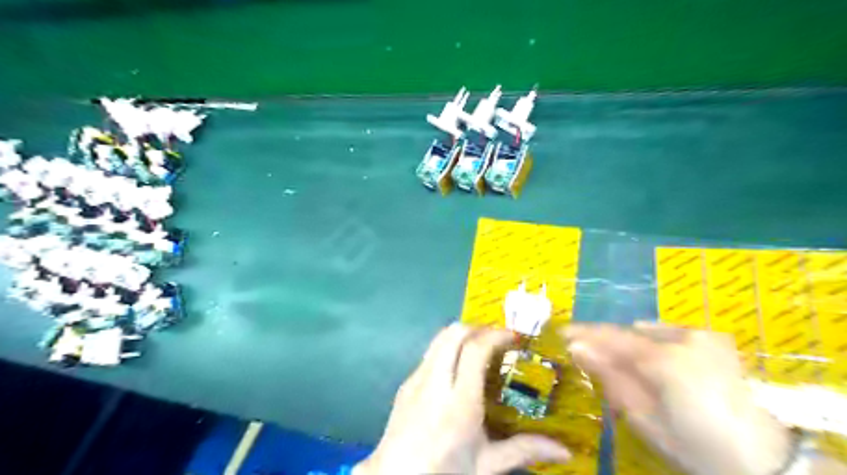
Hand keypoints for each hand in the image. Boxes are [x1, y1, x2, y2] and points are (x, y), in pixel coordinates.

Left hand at [356, 322, 571, 474]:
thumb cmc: (444, 473)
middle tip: (497, 338)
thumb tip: (564, 451)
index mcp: (459, 402)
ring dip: (461, 335)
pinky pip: (429, 354)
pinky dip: (446, 349)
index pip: (475, 350)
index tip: (514, 336)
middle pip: (453, 334)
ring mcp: (416, 380)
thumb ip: (523, 451)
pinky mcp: (405, 384)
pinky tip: (456, 369)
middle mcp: (435, 383)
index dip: (496, 335)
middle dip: (478, 327)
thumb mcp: (486, 466)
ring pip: (438, 339)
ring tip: (480, 347)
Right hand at [562, 323, 793, 473]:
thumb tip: (577, 348)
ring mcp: (702, 336)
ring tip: (621, 362)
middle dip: (606, 341)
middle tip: (587, 352)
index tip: (561, 331)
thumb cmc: (695, 446)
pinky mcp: (715, 340)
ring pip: (649, 331)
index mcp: (664, 360)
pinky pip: (670, 333)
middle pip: (629, 332)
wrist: (763, 459)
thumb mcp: (645, 419)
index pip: (612, 337)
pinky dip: (654, 342)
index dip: (583, 333)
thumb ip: (609, 377)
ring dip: (631, 342)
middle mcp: (683, 338)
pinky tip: (653, 361)